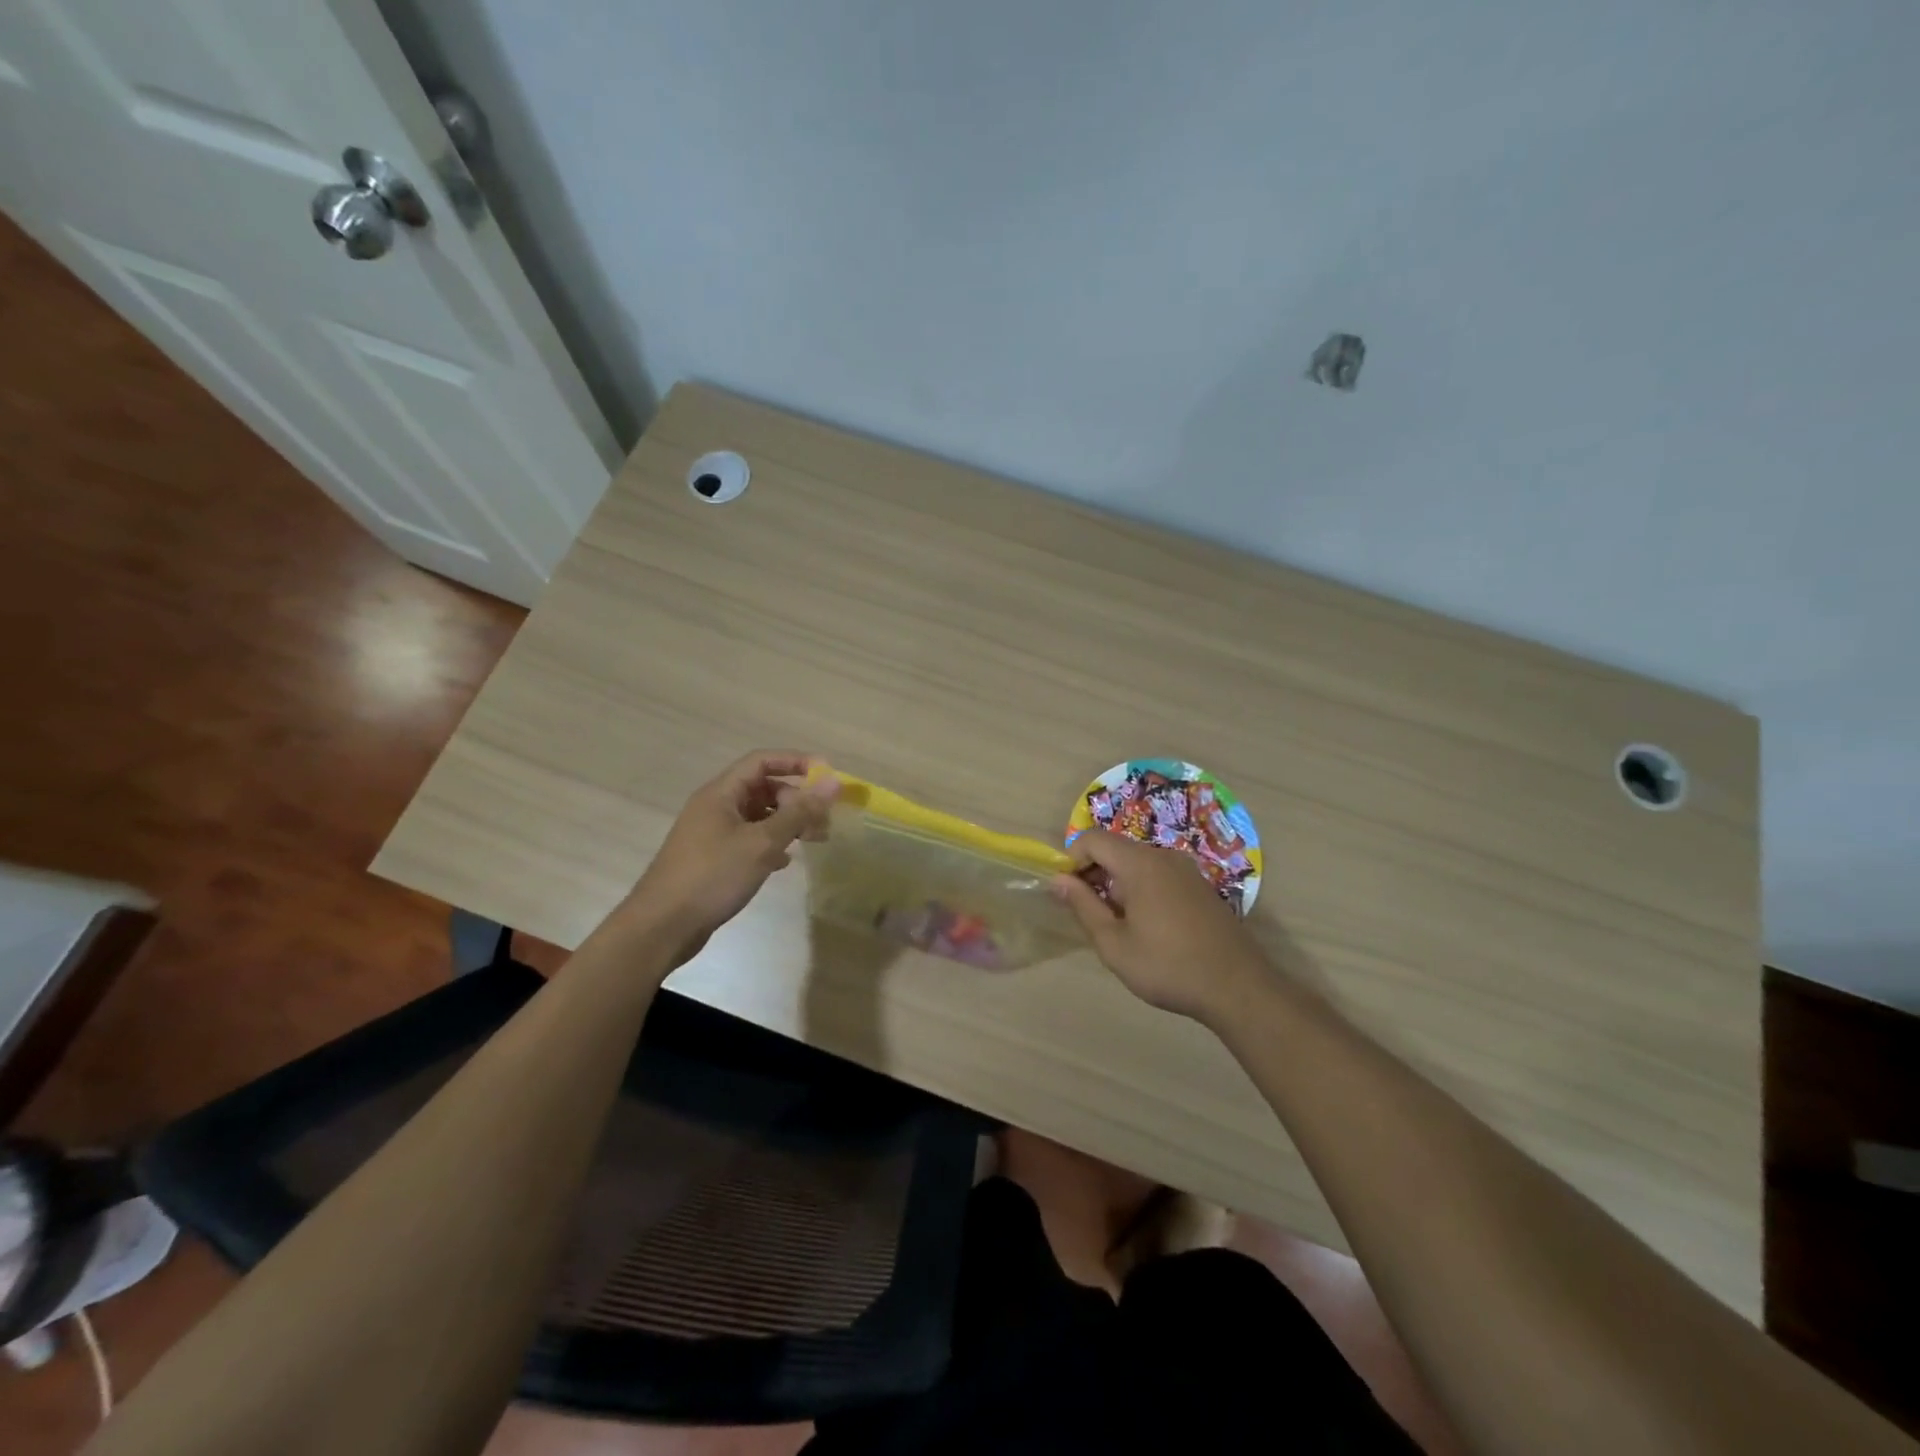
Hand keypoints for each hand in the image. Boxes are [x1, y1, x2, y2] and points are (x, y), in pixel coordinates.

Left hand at [621, 751, 837, 964]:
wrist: (661, 927)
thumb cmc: (712, 877)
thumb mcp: (762, 843)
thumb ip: (799, 812)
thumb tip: (833, 782)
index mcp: (721, 793)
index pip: (762, 761)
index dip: (796, 762)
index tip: (828, 776)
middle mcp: (715, 807)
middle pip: (762, 788)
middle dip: (796, 799)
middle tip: (823, 820)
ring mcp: (711, 833)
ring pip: (757, 816)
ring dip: (786, 823)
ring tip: (812, 840)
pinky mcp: (712, 858)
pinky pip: (748, 839)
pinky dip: (770, 844)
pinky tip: (784, 863)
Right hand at [1051, 832, 1269, 1021]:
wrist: (1238, 988)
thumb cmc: (1168, 966)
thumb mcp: (1114, 944)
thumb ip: (1083, 906)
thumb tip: (1057, 880)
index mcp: (1139, 864)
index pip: (1092, 839)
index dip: (1071, 859)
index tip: (1067, 893)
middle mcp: (1163, 856)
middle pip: (1115, 848)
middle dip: (1094, 872)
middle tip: (1089, 913)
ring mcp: (1186, 870)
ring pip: (1137, 862)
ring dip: (1117, 882)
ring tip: (1118, 924)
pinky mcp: (1200, 886)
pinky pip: (1159, 873)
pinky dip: (1141, 888)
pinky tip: (1148, 926)